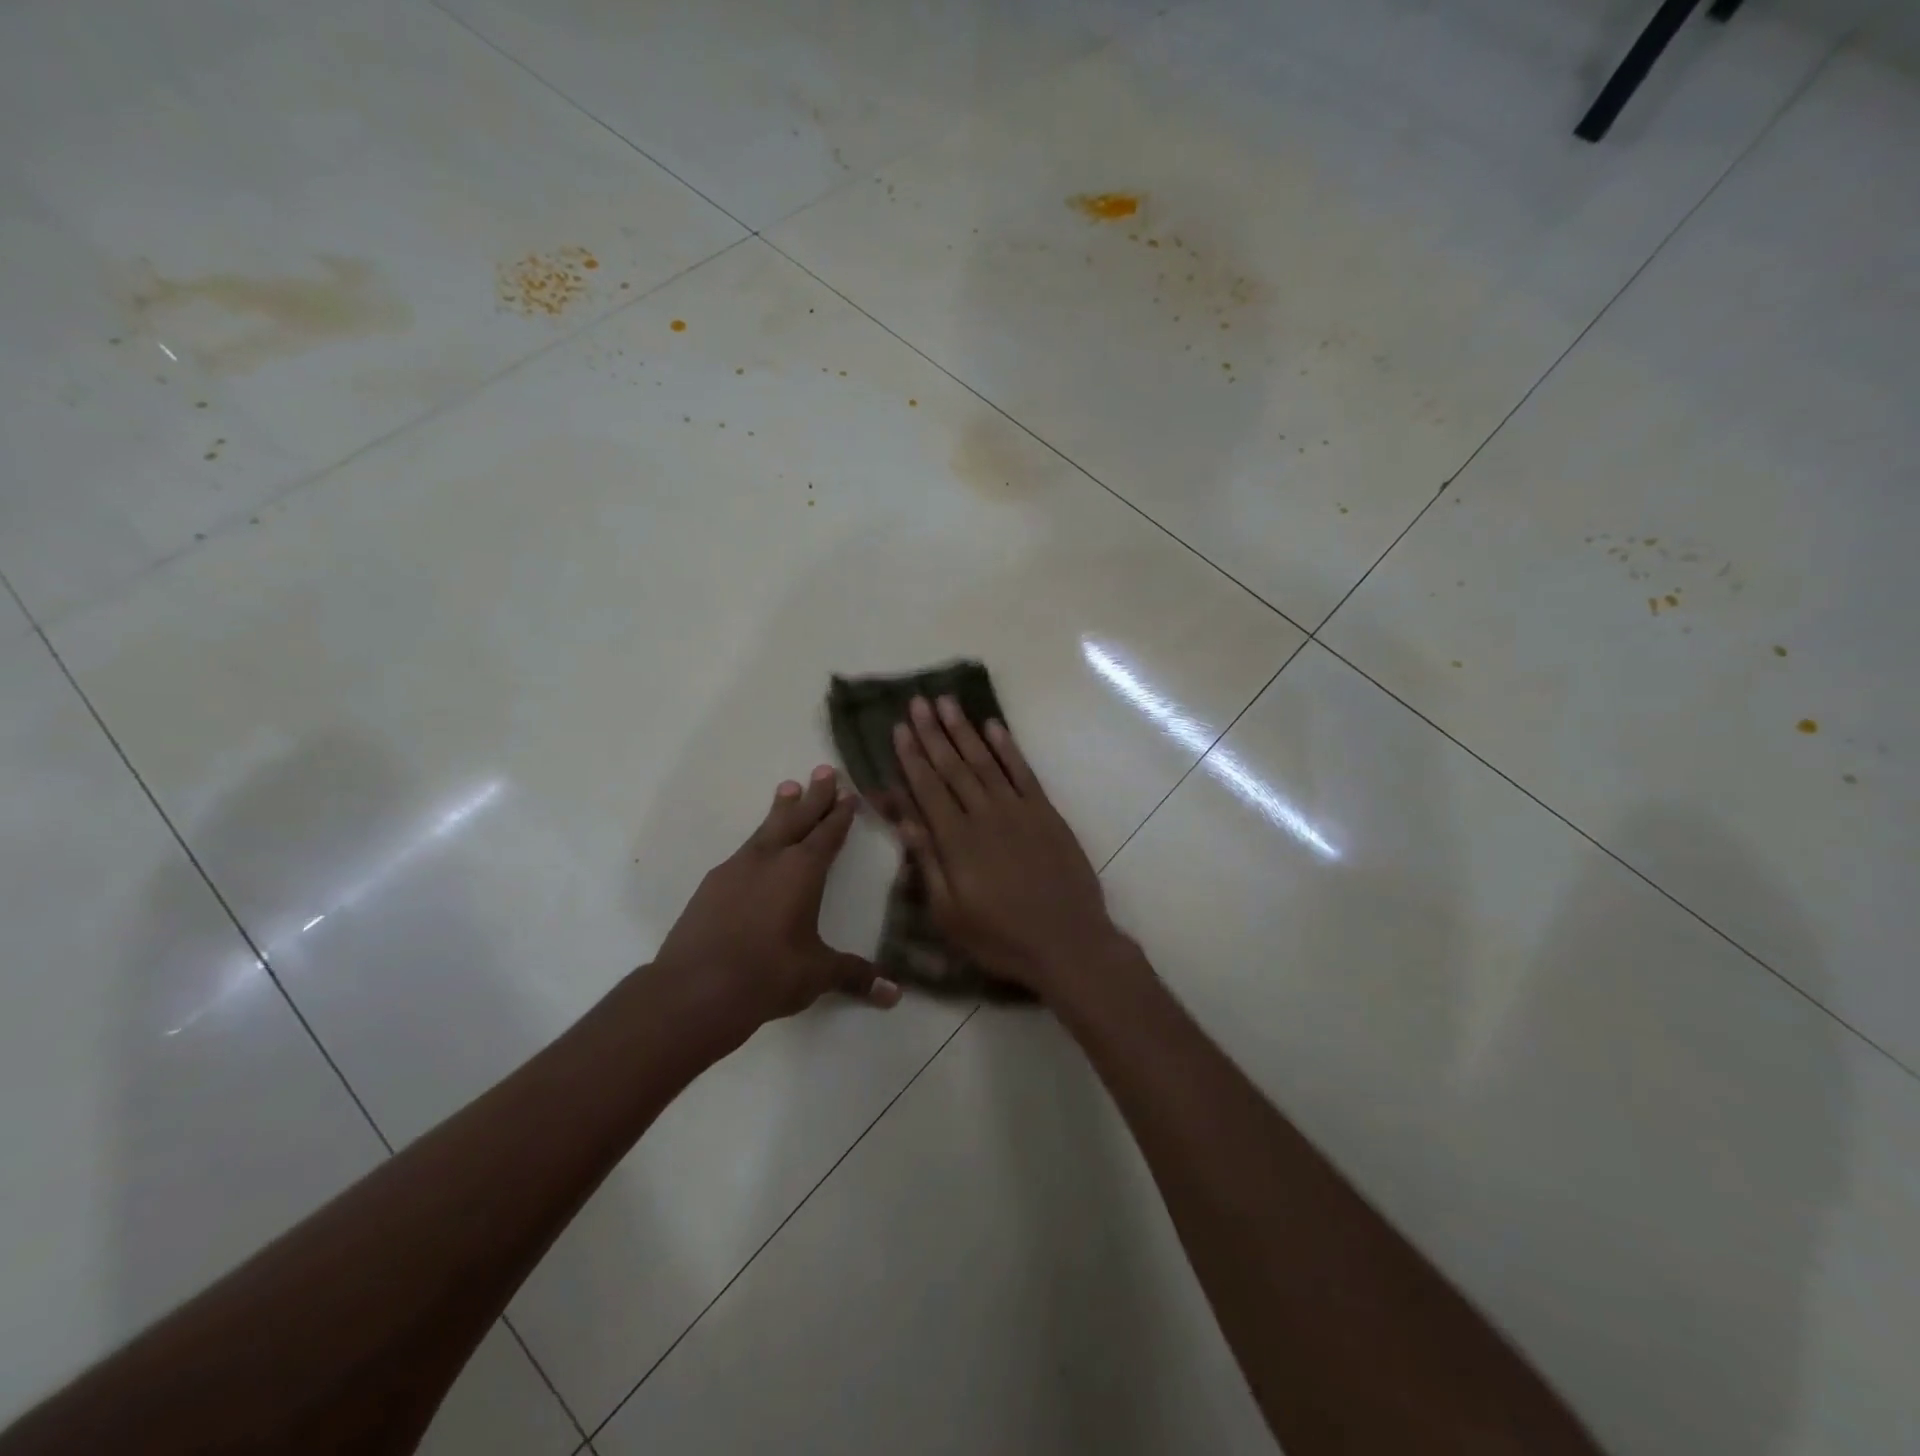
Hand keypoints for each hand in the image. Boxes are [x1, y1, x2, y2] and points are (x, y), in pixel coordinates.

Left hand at [651, 766, 899, 1050]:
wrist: (695, 990)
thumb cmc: (768, 975)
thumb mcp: (817, 974)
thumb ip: (856, 976)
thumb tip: (895, 994)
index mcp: (802, 871)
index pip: (827, 835)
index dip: (840, 815)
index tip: (848, 794)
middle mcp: (770, 860)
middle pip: (797, 819)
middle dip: (814, 796)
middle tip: (823, 770)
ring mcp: (736, 869)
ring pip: (766, 830)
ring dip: (781, 809)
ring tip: (787, 788)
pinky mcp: (711, 886)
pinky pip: (743, 852)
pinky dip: (757, 842)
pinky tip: (755, 850)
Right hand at [891, 696, 1126, 997]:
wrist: (1068, 942)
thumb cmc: (1001, 938)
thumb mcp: (950, 915)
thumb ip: (927, 863)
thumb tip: (904, 820)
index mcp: (956, 841)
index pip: (927, 788)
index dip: (911, 757)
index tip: (899, 728)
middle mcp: (984, 815)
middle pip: (953, 766)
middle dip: (933, 733)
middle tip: (918, 701)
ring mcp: (1018, 810)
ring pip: (985, 761)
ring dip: (964, 730)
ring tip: (947, 702)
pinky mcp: (1046, 813)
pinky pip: (1023, 772)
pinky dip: (1007, 748)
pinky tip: (994, 727)